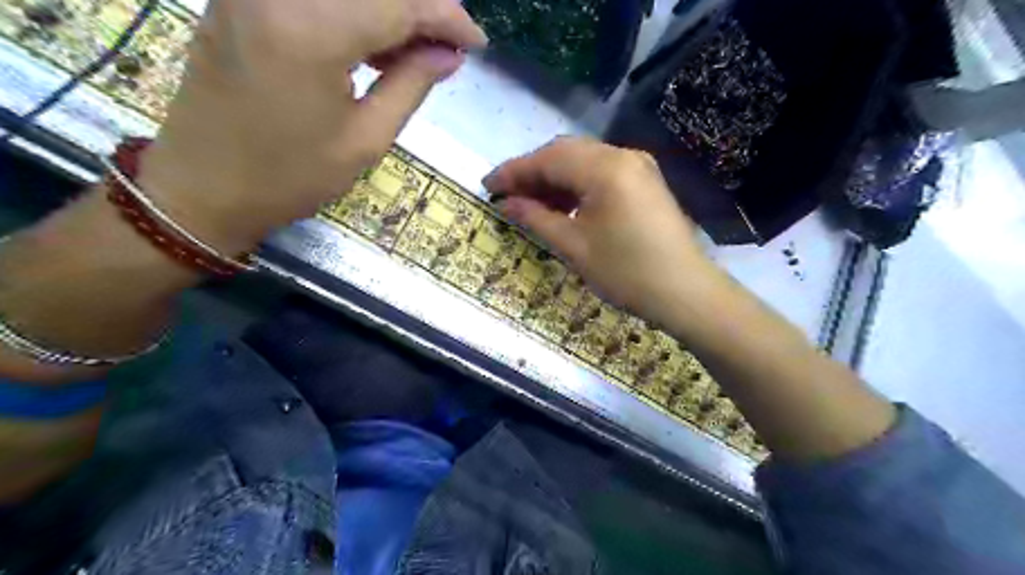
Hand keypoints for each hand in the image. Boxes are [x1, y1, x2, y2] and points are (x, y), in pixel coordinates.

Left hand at [136, 0, 485, 254]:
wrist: (203, 186)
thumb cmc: (290, 176)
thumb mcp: (365, 140)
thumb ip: (411, 85)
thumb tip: (449, 54)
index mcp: (312, 30)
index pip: (400, 2)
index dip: (447, 16)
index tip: (477, 42)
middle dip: (421, 6)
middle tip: (447, 46)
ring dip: (388, 9)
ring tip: (414, 52)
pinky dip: (353, 9)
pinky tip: (372, 42)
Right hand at [486, 137, 718, 326]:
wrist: (686, 292)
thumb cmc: (627, 273)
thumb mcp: (575, 247)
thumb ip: (537, 218)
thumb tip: (507, 204)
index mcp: (605, 168)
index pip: (548, 159)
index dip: (514, 171)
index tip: (487, 186)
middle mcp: (622, 156)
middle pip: (565, 152)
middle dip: (532, 172)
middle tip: (507, 196)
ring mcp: (638, 167)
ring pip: (583, 161)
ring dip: (554, 178)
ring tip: (530, 203)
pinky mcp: (645, 181)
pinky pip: (601, 172)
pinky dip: (576, 184)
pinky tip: (562, 205)